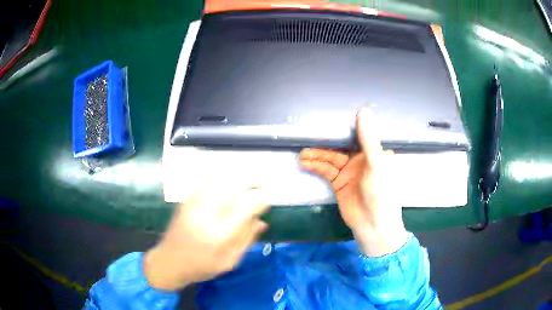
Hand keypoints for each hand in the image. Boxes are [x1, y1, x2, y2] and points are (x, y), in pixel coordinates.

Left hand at [144, 187, 268, 290]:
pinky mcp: (187, 200)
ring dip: (237, 179)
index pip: (246, 207)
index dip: (261, 201)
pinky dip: (222, 181)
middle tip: (261, 184)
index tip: (267, 201)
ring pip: (221, 181)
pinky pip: (208, 183)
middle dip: (251, 182)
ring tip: (248, 183)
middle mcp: (207, 213)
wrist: (168, 261)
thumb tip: (262, 222)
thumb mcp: (229, 262)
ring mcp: (195, 204)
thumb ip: (246, 241)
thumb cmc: (201, 267)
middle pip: (233, 187)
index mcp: (220, 233)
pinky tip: (228, 185)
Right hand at [300, 108, 407, 256]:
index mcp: (374, 153)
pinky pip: (326, 170)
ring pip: (331, 158)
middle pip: (340, 146)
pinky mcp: (339, 182)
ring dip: (317, 154)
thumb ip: (368, 139)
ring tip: (303, 152)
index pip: (357, 135)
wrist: (372, 224)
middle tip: (309, 136)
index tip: (330, 119)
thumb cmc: (381, 193)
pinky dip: (316, 166)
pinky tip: (305, 162)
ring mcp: (349, 171)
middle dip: (326, 142)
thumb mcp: (376, 164)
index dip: (344, 127)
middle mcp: (361, 159)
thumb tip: (363, 111)